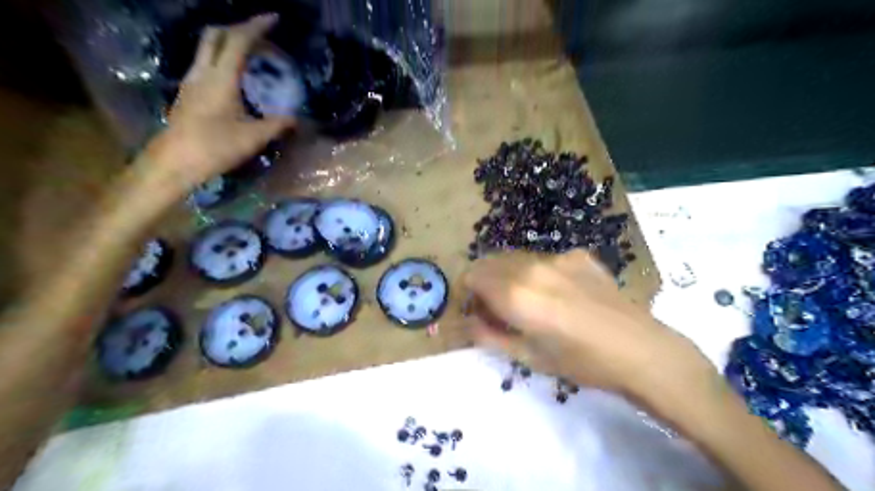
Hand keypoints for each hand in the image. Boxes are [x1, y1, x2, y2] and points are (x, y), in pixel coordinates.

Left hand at [144, 14, 293, 192]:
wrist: (175, 162)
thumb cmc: (215, 147)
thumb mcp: (253, 138)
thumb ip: (277, 125)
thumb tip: (297, 119)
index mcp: (221, 78)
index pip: (239, 41)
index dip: (257, 26)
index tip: (275, 18)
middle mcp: (203, 72)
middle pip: (216, 35)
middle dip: (240, 28)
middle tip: (262, 35)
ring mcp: (192, 80)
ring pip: (208, 47)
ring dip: (229, 42)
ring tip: (253, 53)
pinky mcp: (188, 92)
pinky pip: (206, 62)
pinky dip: (223, 57)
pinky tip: (237, 75)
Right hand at [464, 251, 708, 399]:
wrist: (639, 349)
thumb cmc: (580, 362)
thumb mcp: (527, 358)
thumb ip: (489, 336)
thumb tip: (468, 321)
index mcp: (515, 294)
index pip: (472, 275)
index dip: (468, 293)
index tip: (478, 311)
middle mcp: (531, 266)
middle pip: (490, 261)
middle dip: (485, 282)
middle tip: (499, 308)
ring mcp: (557, 256)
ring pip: (516, 257)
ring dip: (509, 275)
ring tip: (530, 301)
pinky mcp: (578, 255)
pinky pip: (543, 259)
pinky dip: (537, 272)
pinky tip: (559, 294)